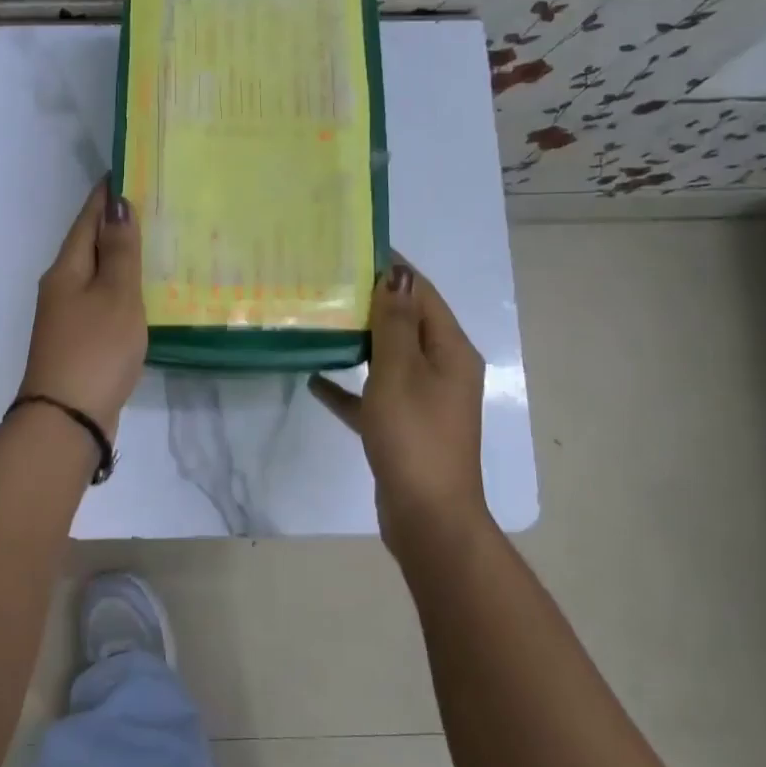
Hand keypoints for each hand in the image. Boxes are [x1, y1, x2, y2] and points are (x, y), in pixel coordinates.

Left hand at [17, 180, 146, 437]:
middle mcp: (61, 287)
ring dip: (120, 257)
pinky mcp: (80, 341)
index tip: (127, 170)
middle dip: (115, 224)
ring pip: (96, 275)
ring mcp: (68, 317)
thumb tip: (117, 205)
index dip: (106, 195)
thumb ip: (119, 252)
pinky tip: (143, 293)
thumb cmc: (95, 349)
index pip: (87, 219)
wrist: (67, 419)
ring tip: (155, 242)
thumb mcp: (115, 296)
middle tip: (153, 203)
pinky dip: (121, 289)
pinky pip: (102, 301)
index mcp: (66, 269)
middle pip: (89, 245)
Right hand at [311, 262, 488, 542]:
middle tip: (326, 284)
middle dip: (371, 304)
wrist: (428, 516)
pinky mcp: (403, 428)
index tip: (354, 250)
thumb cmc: (414, 436)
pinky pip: (374, 397)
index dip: (393, 270)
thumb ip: (395, 323)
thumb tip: (396, 273)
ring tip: (320, 321)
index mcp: (450, 351)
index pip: (422, 295)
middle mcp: (442, 370)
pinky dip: (350, 387)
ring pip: (389, 360)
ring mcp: (423, 401)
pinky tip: (315, 380)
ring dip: (359, 342)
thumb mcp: (399, 372)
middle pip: (406, 325)